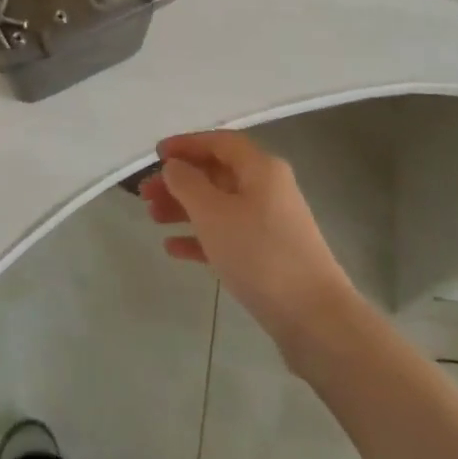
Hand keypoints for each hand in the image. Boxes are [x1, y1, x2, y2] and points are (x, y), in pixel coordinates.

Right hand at [140, 130, 355, 341]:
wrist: (312, 317)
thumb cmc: (258, 253)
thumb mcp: (213, 213)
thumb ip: (187, 183)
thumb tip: (175, 166)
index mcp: (261, 168)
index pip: (219, 142)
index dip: (186, 144)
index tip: (155, 154)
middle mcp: (268, 189)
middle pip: (217, 174)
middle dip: (180, 180)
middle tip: (145, 194)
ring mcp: (270, 223)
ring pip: (219, 205)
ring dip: (185, 208)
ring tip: (152, 218)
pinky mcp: (267, 254)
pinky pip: (227, 235)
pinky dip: (200, 237)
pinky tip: (172, 248)